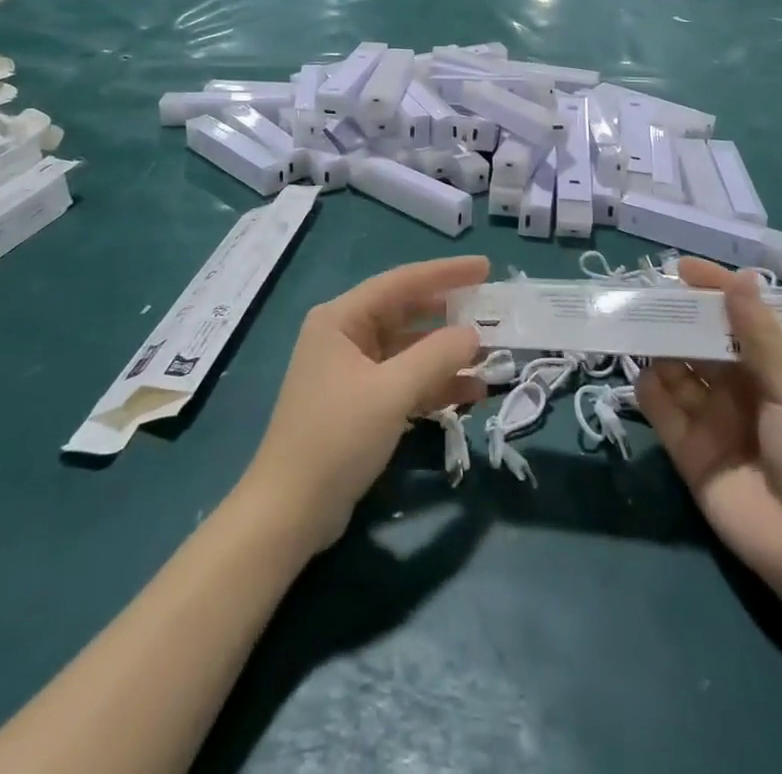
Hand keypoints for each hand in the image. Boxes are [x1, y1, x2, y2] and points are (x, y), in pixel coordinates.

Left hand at [245, 256, 488, 552]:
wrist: (288, 513)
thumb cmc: (335, 438)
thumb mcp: (390, 392)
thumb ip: (436, 356)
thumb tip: (474, 334)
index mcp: (341, 319)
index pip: (402, 283)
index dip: (446, 273)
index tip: (486, 268)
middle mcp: (345, 336)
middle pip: (407, 314)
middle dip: (450, 316)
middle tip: (493, 311)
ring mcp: (352, 371)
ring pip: (410, 351)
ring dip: (447, 355)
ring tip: (492, 360)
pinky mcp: (361, 404)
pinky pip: (405, 381)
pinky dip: (435, 385)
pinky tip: (471, 394)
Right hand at [636, 259, 781, 600]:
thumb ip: (759, 336)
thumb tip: (739, 276)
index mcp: (773, 371)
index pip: (738, 319)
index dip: (713, 292)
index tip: (682, 269)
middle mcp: (739, 390)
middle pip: (702, 343)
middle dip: (679, 319)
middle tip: (649, 295)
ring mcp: (712, 421)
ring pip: (677, 372)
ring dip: (660, 349)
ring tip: (639, 327)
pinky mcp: (689, 452)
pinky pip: (662, 412)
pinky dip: (649, 391)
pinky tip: (644, 375)